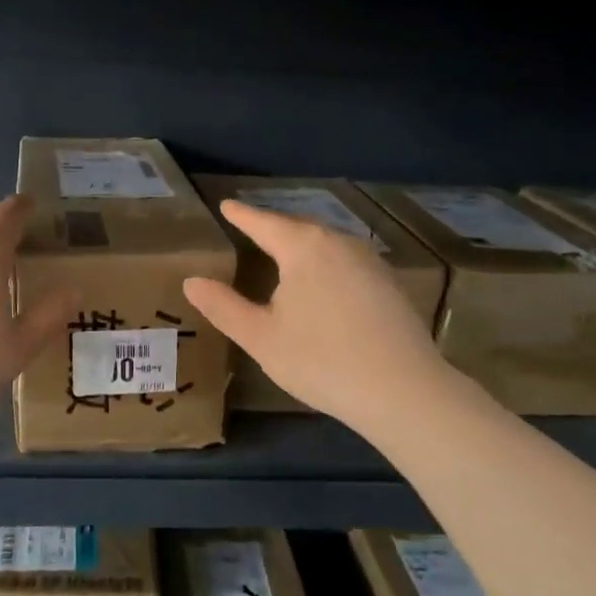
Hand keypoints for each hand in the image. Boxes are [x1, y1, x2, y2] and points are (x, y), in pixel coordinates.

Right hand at [184, 200, 452, 431]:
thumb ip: (223, 306)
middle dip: (272, 226)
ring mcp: (370, 261)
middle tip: (250, 227)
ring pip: (326, 242)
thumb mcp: (260, 337)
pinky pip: (346, 260)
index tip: (226, 205)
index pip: (264, 223)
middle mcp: (339, 242)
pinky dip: (325, 262)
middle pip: (298, 227)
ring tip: (282, 251)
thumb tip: (192, 281)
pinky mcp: (390, 283)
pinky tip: (323, 281)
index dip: (242, 215)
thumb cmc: (321, 360)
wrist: (403, 390)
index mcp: (304, 247)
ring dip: (301, 244)